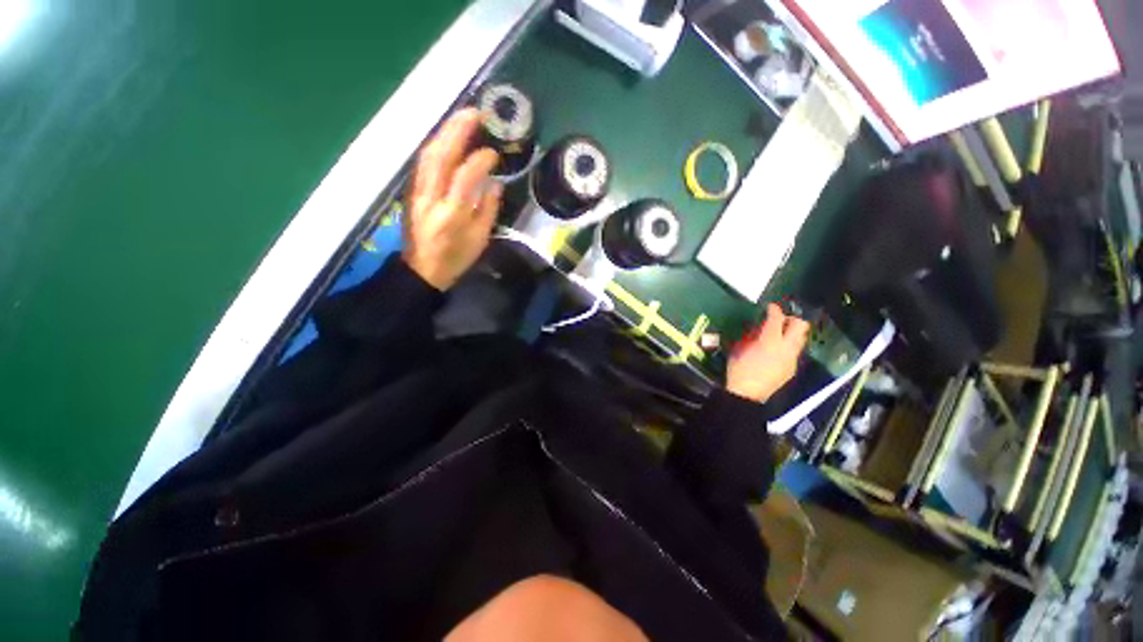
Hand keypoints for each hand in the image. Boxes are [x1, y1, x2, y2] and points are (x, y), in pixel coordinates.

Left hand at [403, 108, 503, 290]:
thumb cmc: (455, 259)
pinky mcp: (412, 191)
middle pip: (440, 157)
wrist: (421, 270)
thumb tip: (493, 183)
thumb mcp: (479, 240)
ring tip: (462, 118)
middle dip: (457, 131)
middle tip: (474, 113)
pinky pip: (423, 162)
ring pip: (428, 155)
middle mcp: (431, 198)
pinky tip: (446, 137)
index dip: (479, 161)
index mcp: (452, 215)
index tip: (493, 153)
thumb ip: (488, 210)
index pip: (464, 177)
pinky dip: (435, 145)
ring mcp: (417, 192)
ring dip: (444, 133)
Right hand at [726, 303, 810, 402]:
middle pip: (800, 326)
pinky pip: (794, 351)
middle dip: (791, 319)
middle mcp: (786, 348)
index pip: (777, 318)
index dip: (774, 309)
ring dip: (791, 333)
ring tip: (776, 336)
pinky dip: (787, 346)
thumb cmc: (738, 369)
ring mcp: (791, 359)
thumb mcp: (739, 348)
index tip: (770, 307)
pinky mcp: (791, 368)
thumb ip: (751, 336)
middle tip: (778, 321)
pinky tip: (775, 352)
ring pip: (800, 339)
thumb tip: (757, 328)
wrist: (746, 394)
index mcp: (769, 341)